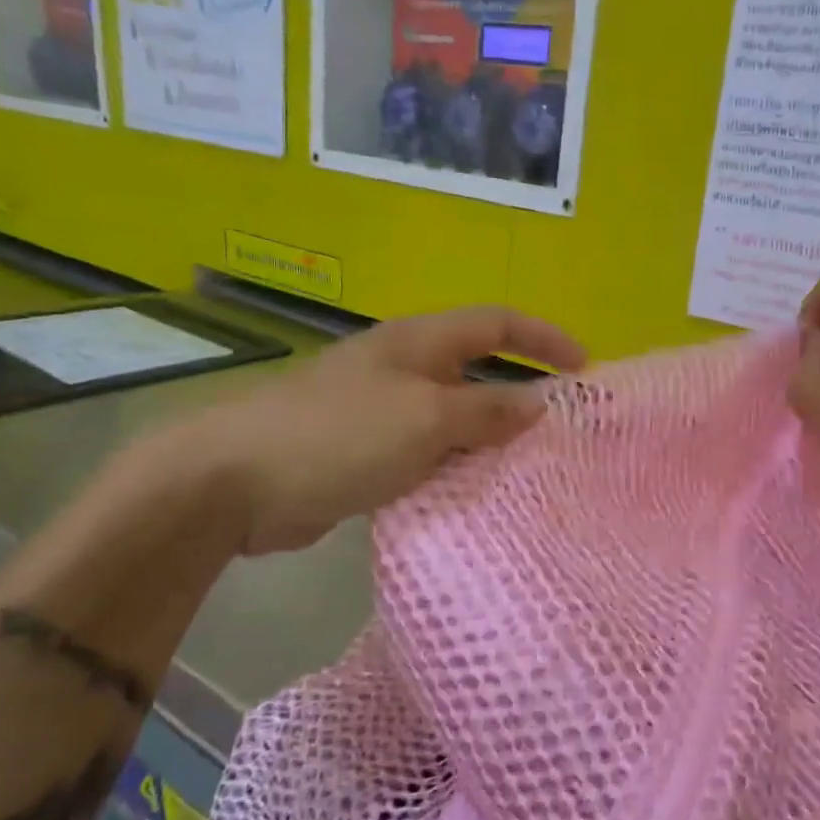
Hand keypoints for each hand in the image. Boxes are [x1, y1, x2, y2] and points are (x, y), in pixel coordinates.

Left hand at [160, 307, 586, 554]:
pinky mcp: (363, 453)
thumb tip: (540, 401)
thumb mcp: (425, 419)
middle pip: (478, 371)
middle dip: (522, 395)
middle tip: (563, 433)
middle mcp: (404, 369)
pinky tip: (473, 496)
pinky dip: (453, 468)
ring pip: (453, 419)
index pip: (497, 322)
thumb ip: (486, 411)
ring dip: (488, 439)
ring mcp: (381, 411)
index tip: (585, 368)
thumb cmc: (338, 435)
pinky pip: (425, 454)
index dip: (544, 338)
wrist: (234, 481)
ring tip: (530, 471)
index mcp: (419, 343)